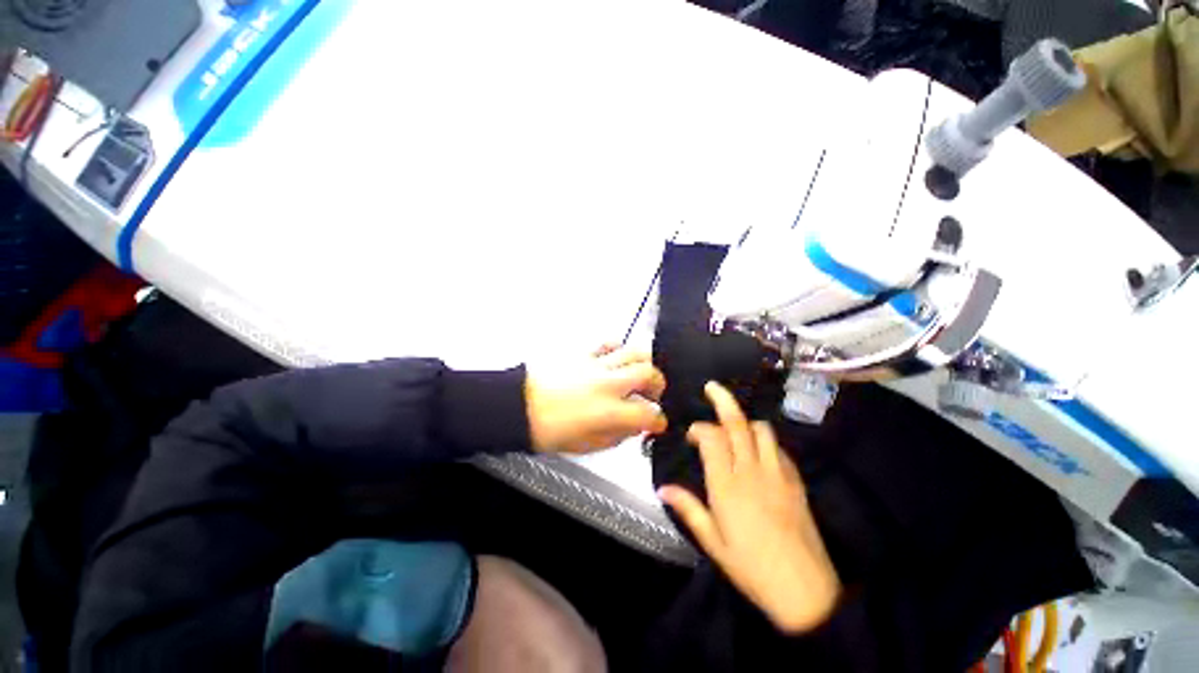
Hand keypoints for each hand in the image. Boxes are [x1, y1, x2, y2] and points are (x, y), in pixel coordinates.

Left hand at [525, 345, 667, 453]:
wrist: (520, 406)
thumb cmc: (550, 431)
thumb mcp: (587, 445)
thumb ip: (618, 435)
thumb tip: (635, 426)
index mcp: (608, 412)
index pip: (648, 413)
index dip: (659, 420)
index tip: (657, 423)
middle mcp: (607, 384)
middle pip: (649, 373)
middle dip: (658, 385)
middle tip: (653, 393)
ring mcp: (596, 364)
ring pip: (634, 351)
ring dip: (644, 363)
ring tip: (639, 373)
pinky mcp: (584, 353)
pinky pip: (609, 343)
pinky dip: (619, 349)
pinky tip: (616, 359)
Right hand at [659, 382, 840, 633]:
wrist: (805, 591)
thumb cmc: (752, 568)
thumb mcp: (713, 542)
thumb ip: (688, 509)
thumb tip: (662, 488)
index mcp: (726, 485)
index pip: (711, 438)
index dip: (699, 428)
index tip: (691, 434)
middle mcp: (751, 471)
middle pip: (737, 423)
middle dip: (723, 400)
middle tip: (712, 387)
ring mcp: (776, 473)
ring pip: (761, 430)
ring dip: (745, 421)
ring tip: (733, 426)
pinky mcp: (795, 480)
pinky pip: (778, 448)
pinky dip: (764, 440)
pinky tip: (757, 450)